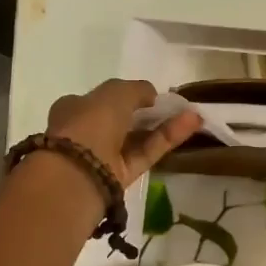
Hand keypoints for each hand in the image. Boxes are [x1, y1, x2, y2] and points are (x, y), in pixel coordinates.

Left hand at [46, 79, 201, 186]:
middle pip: (122, 120)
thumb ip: (137, 89)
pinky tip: (191, 124)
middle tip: (175, 106)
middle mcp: (87, 132)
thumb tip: (152, 95)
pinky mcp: (121, 175)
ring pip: (138, 137)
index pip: (102, 99)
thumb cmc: (90, 123)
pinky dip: (167, 138)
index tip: (150, 95)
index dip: (126, 95)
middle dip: (148, 113)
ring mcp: (104, 156)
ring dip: (164, 124)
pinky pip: (147, 152)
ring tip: (192, 113)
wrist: (77, 173)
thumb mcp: (115, 92)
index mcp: (74, 109)